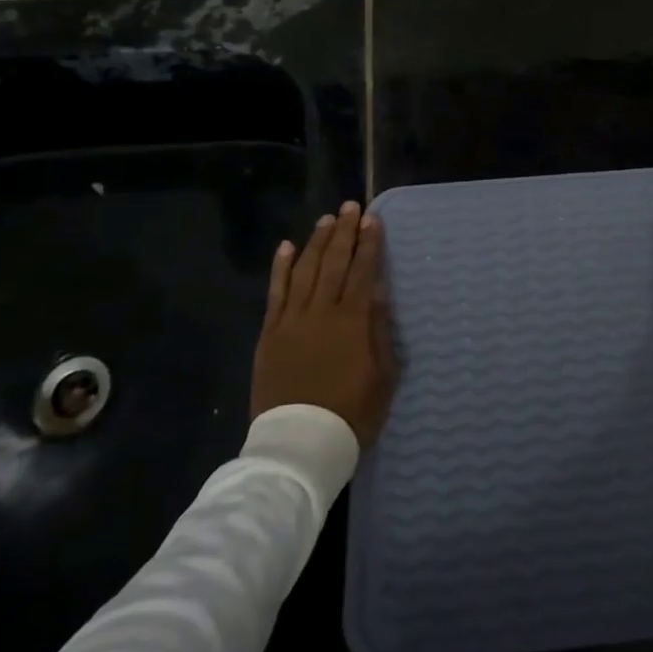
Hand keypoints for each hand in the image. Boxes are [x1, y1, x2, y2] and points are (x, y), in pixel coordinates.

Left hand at [251, 201, 396, 448]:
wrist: (299, 445)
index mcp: (353, 321)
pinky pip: (276, 293)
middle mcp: (322, 311)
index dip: (369, 243)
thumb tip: (378, 290)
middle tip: (350, 206)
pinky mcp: (270, 333)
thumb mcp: (383, 375)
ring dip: (317, 242)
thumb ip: (380, 329)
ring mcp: (292, 321)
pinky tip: (287, 247)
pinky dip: (281, 267)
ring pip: (306, 270)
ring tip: (326, 220)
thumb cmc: (351, 413)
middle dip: (344, 232)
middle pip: (334, 262)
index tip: (373, 219)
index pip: (363, 271)